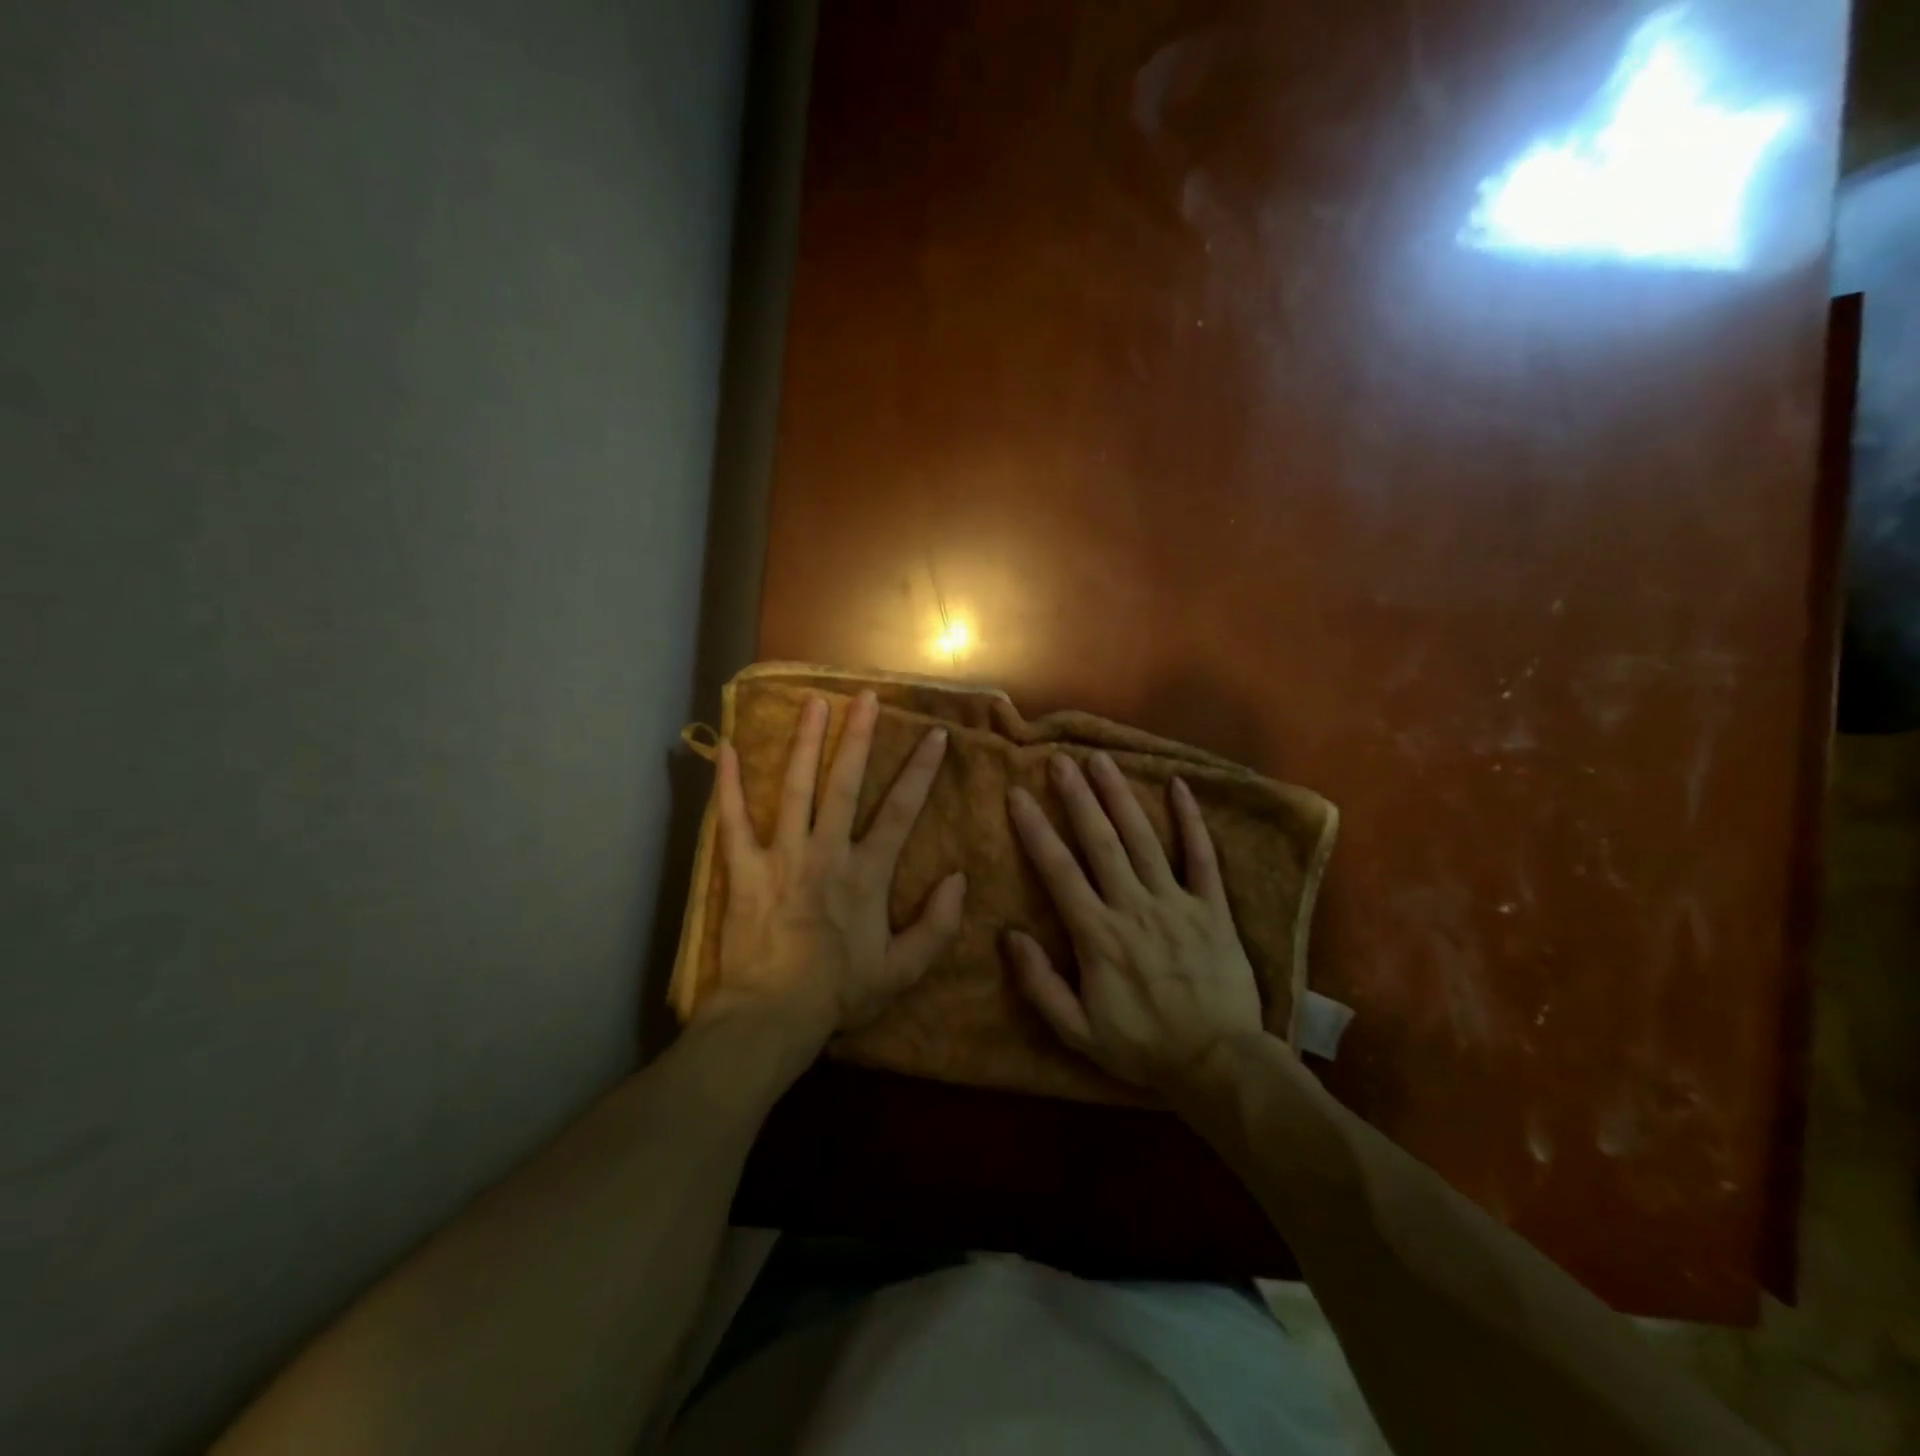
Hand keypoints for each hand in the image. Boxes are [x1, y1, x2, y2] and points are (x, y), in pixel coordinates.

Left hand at [707, 690, 966, 1045]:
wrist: (772, 1016)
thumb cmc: (839, 993)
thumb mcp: (902, 970)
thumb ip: (936, 925)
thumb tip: (960, 880)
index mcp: (866, 874)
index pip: (900, 811)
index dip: (920, 771)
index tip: (935, 735)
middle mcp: (826, 852)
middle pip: (845, 784)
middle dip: (859, 737)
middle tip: (866, 697)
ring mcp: (781, 856)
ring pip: (795, 788)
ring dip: (804, 743)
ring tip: (812, 702)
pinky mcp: (743, 869)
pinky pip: (733, 821)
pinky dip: (728, 785)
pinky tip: (728, 748)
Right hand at [1006, 752, 1265, 1092]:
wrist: (1219, 1064)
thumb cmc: (1142, 1047)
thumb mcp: (1077, 1031)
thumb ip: (1039, 983)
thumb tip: (1008, 934)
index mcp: (1098, 935)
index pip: (1059, 870)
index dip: (1036, 830)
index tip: (1018, 794)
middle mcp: (1134, 906)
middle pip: (1100, 841)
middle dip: (1077, 797)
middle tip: (1060, 760)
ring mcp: (1177, 902)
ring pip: (1143, 838)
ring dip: (1120, 796)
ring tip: (1101, 760)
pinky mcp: (1213, 906)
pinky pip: (1202, 856)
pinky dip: (1190, 820)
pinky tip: (1179, 785)